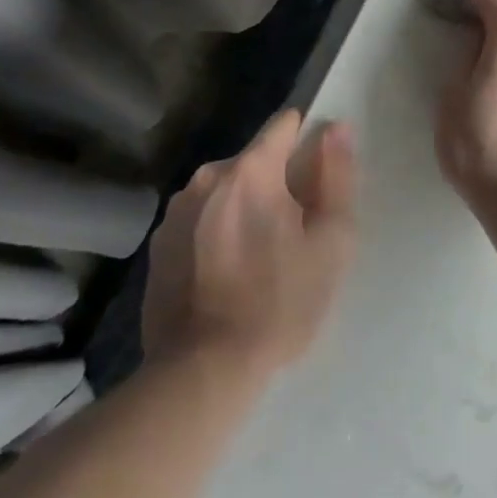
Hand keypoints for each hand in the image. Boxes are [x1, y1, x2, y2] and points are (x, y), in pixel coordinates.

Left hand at [142, 109, 356, 375]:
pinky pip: (201, 218)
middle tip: (295, 230)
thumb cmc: (279, 303)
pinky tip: (228, 273)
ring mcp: (176, 211)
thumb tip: (336, 128)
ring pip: (227, 189)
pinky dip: (219, 231)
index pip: (284, 125)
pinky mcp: (158, 244)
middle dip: (278, 181)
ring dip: (246, 206)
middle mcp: (207, 178)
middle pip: (256, 160)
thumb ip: (337, 176)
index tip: (319, 175)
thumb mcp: (331, 241)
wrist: (202, 372)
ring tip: (260, 255)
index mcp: (251, 171)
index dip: (307, 140)